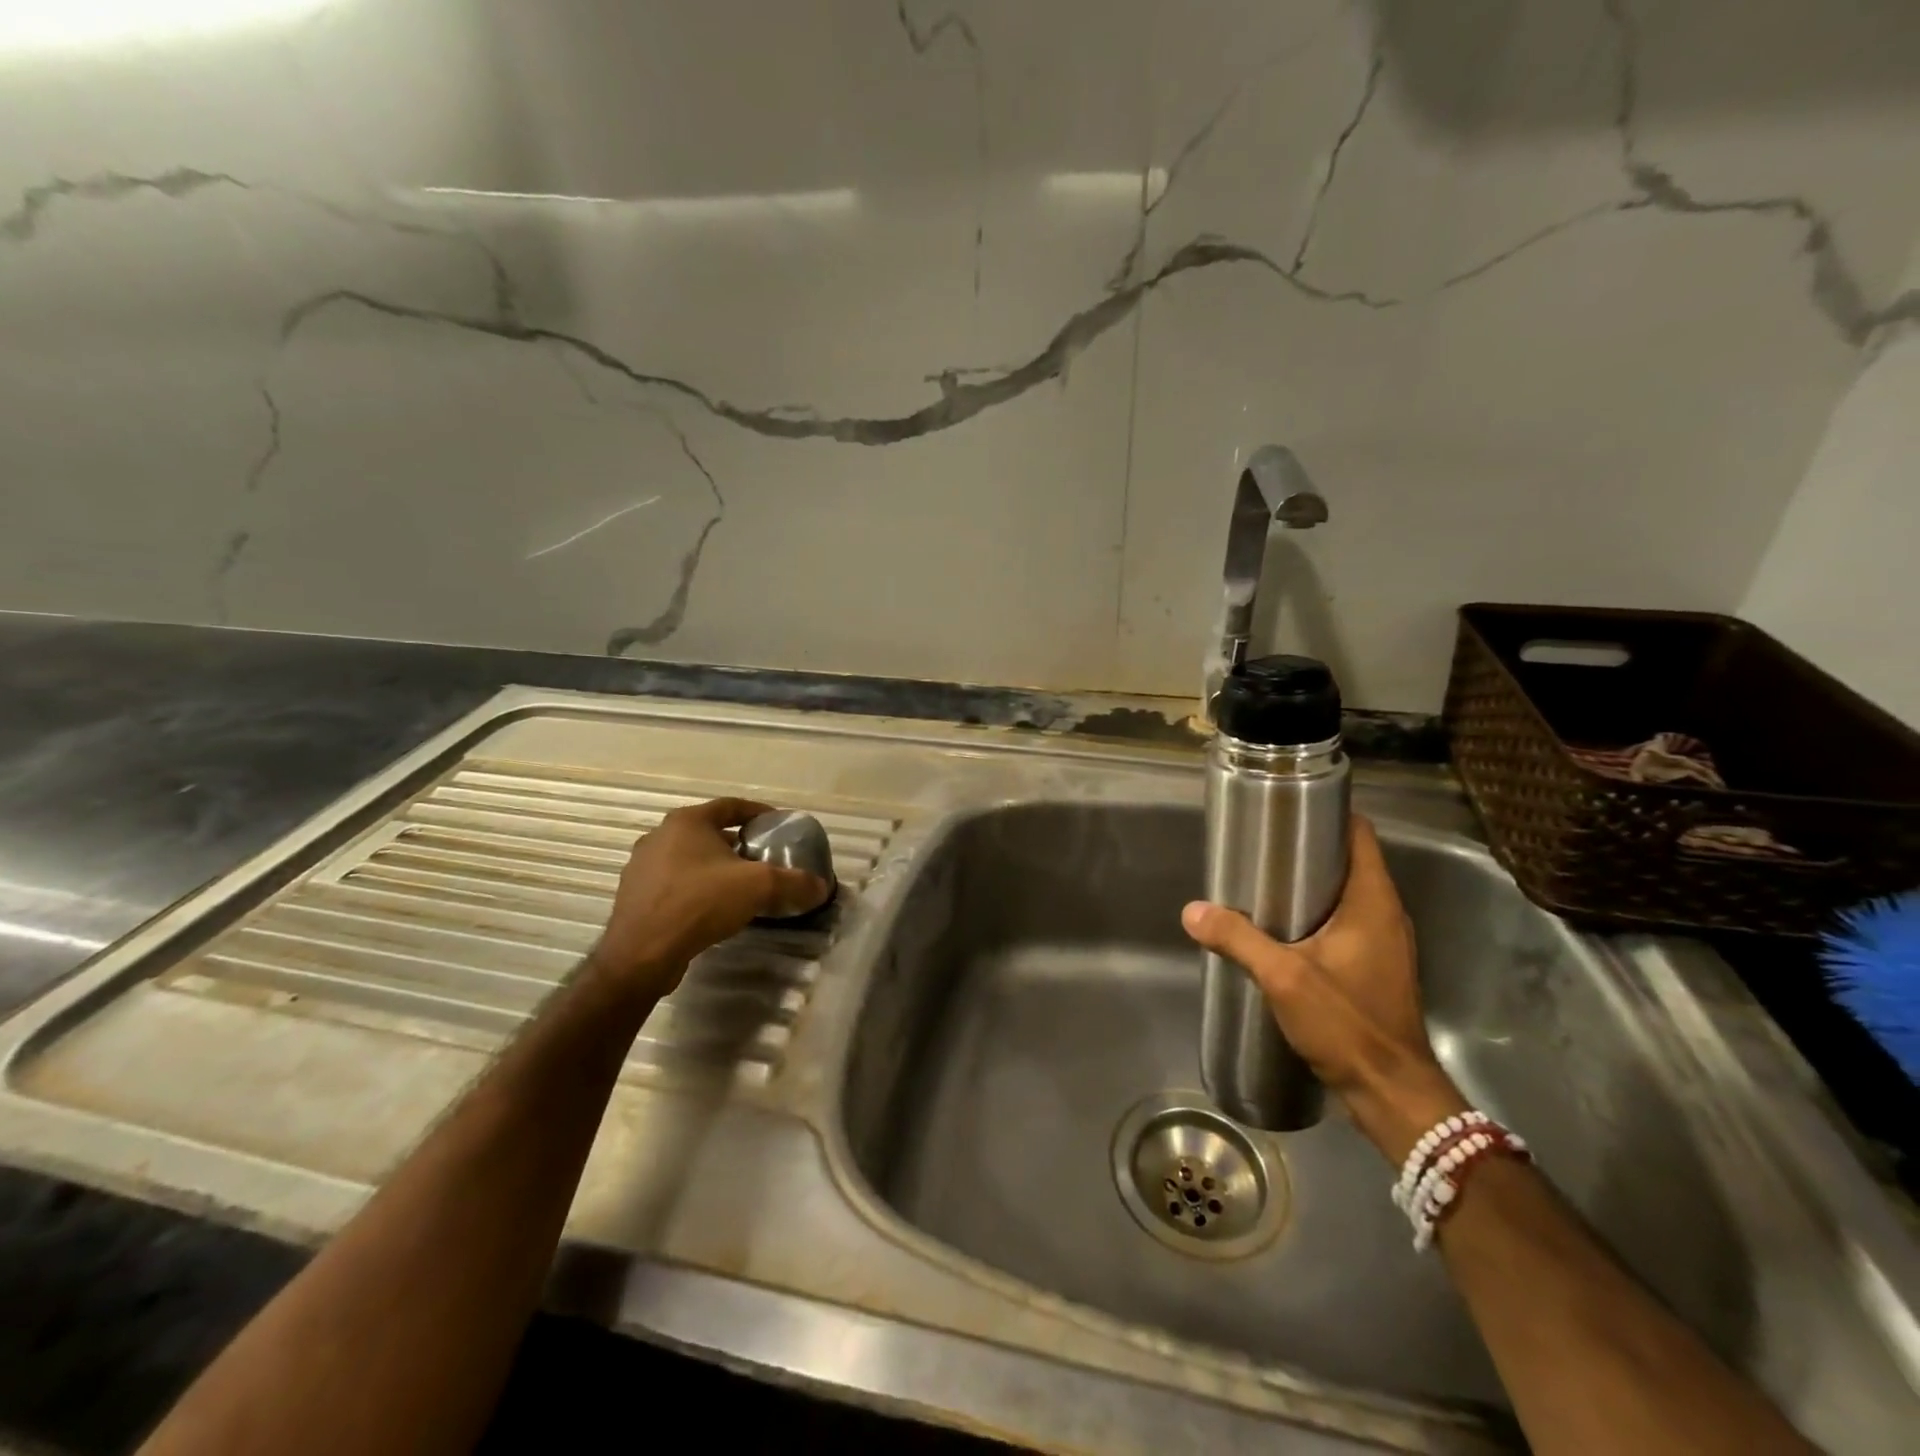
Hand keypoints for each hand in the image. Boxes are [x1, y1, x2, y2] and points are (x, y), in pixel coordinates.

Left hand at [590, 798, 829, 995]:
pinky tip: (711, 909)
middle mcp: (659, 836)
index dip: (757, 812)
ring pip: (688, 859)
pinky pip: (673, 884)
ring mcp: (641, 867)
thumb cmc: (700, 903)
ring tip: (739, 886)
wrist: (642, 954)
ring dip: (714, 867)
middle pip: (708, 832)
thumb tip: (821, 887)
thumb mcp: (759, 887)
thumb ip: (794, 883)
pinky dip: (695, 889)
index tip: (777, 824)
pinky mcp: (634, 897)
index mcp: (687, 822)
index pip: (730, 806)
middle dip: (736, 843)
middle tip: (761, 858)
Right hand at [1181, 815, 1466, 1161]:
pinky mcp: (1376, 968)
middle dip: (1308, 848)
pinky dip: (1317, 914)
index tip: (1287, 808)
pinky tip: (1282, 929)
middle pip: (1350, 861)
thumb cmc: (1347, 1023)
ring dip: (1311, 884)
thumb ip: (1238, 939)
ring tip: (1263, 882)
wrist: (1392, 1092)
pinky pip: (1346, 923)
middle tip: (1260, 845)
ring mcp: (1385, 943)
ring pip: (1347, 894)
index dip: (1328, 814)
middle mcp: (1386, 914)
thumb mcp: (1284, 977)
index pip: (1359, 835)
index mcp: (1373, 901)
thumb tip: (1192, 910)